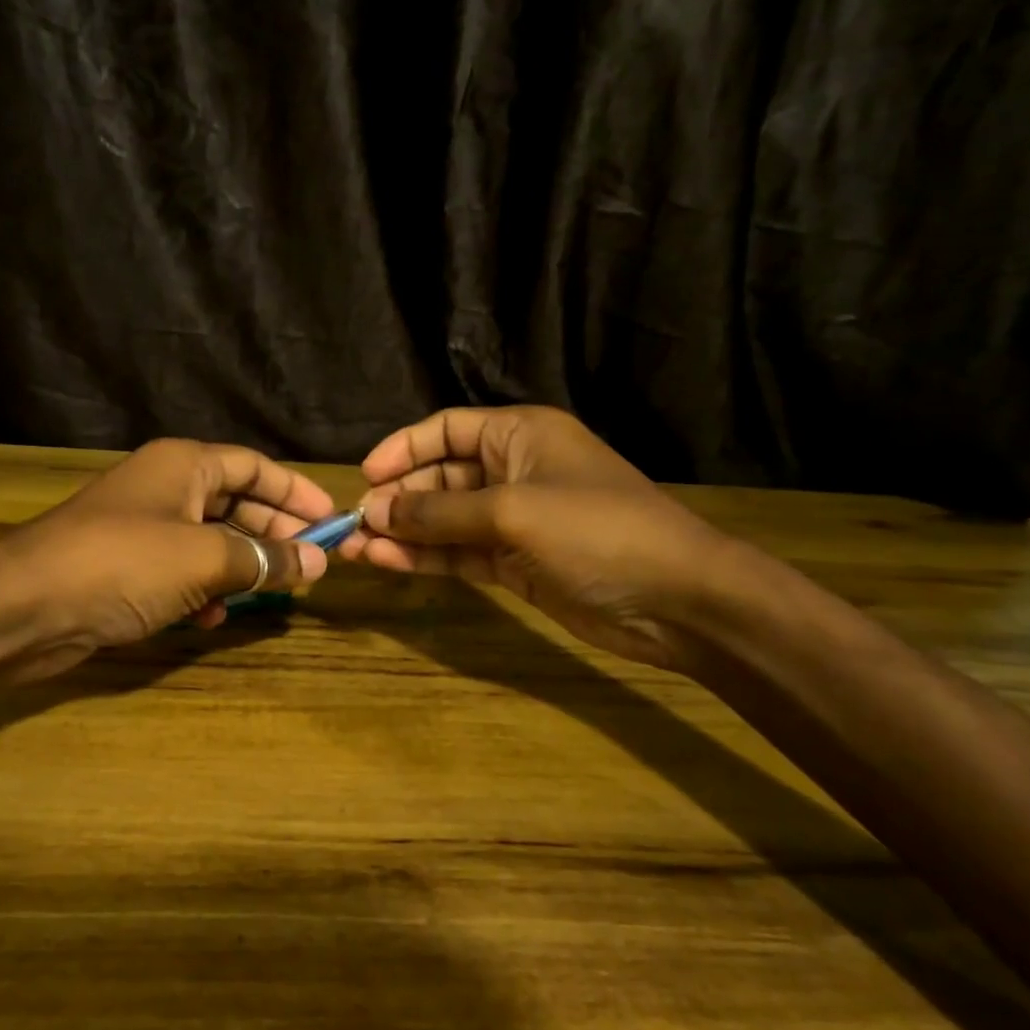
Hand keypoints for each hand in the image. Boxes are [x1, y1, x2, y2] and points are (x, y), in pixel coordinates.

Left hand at [0, 439, 338, 678]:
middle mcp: (165, 488)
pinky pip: (182, 572)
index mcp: (183, 465)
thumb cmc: (123, 563)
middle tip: (311, 565)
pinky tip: (213, 618)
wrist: (26, 606)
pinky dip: (203, 591)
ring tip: (274, 593)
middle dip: (274, 534)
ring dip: (242, 567)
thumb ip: (263, 559)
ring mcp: (144, 529)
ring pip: (211, 541)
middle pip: (236, 503)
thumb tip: (315, 563)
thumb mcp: (203, 557)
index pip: (254, 467)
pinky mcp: (128, 569)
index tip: (332, 522)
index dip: (296, 492)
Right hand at [356, 407, 733, 671]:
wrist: (675, 599)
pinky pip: (458, 552)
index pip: (445, 430)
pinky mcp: (513, 562)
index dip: (403, 449)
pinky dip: (425, 557)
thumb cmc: (596, 531)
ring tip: (355, 549)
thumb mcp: (511, 512)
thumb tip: (372, 512)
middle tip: (354, 524)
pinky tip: (387, 562)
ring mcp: (512, 520)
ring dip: (402, 532)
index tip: (365, 477)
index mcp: (519, 435)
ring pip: (443, 520)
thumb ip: (438, 512)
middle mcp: (512, 470)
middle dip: (397, 498)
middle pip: (439, 475)